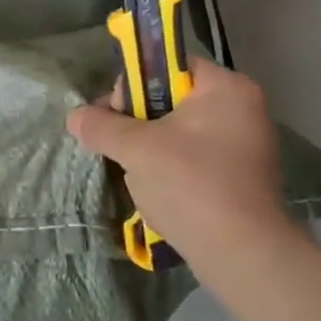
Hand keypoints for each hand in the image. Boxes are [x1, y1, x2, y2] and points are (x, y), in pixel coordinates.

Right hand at [66, 62, 304, 274]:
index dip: (134, 84)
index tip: (115, 113)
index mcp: (226, 88)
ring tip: (135, 171)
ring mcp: (246, 145)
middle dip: (138, 120)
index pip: (168, 65)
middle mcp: (243, 108)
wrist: (242, 255)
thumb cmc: (190, 184)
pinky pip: (195, 157)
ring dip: (150, 146)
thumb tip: (74, 116)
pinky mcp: (242, 177)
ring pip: (181, 130)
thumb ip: (101, 126)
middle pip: (172, 97)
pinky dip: (171, 167)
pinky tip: (156, 189)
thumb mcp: (135, 148)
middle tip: (120, 145)